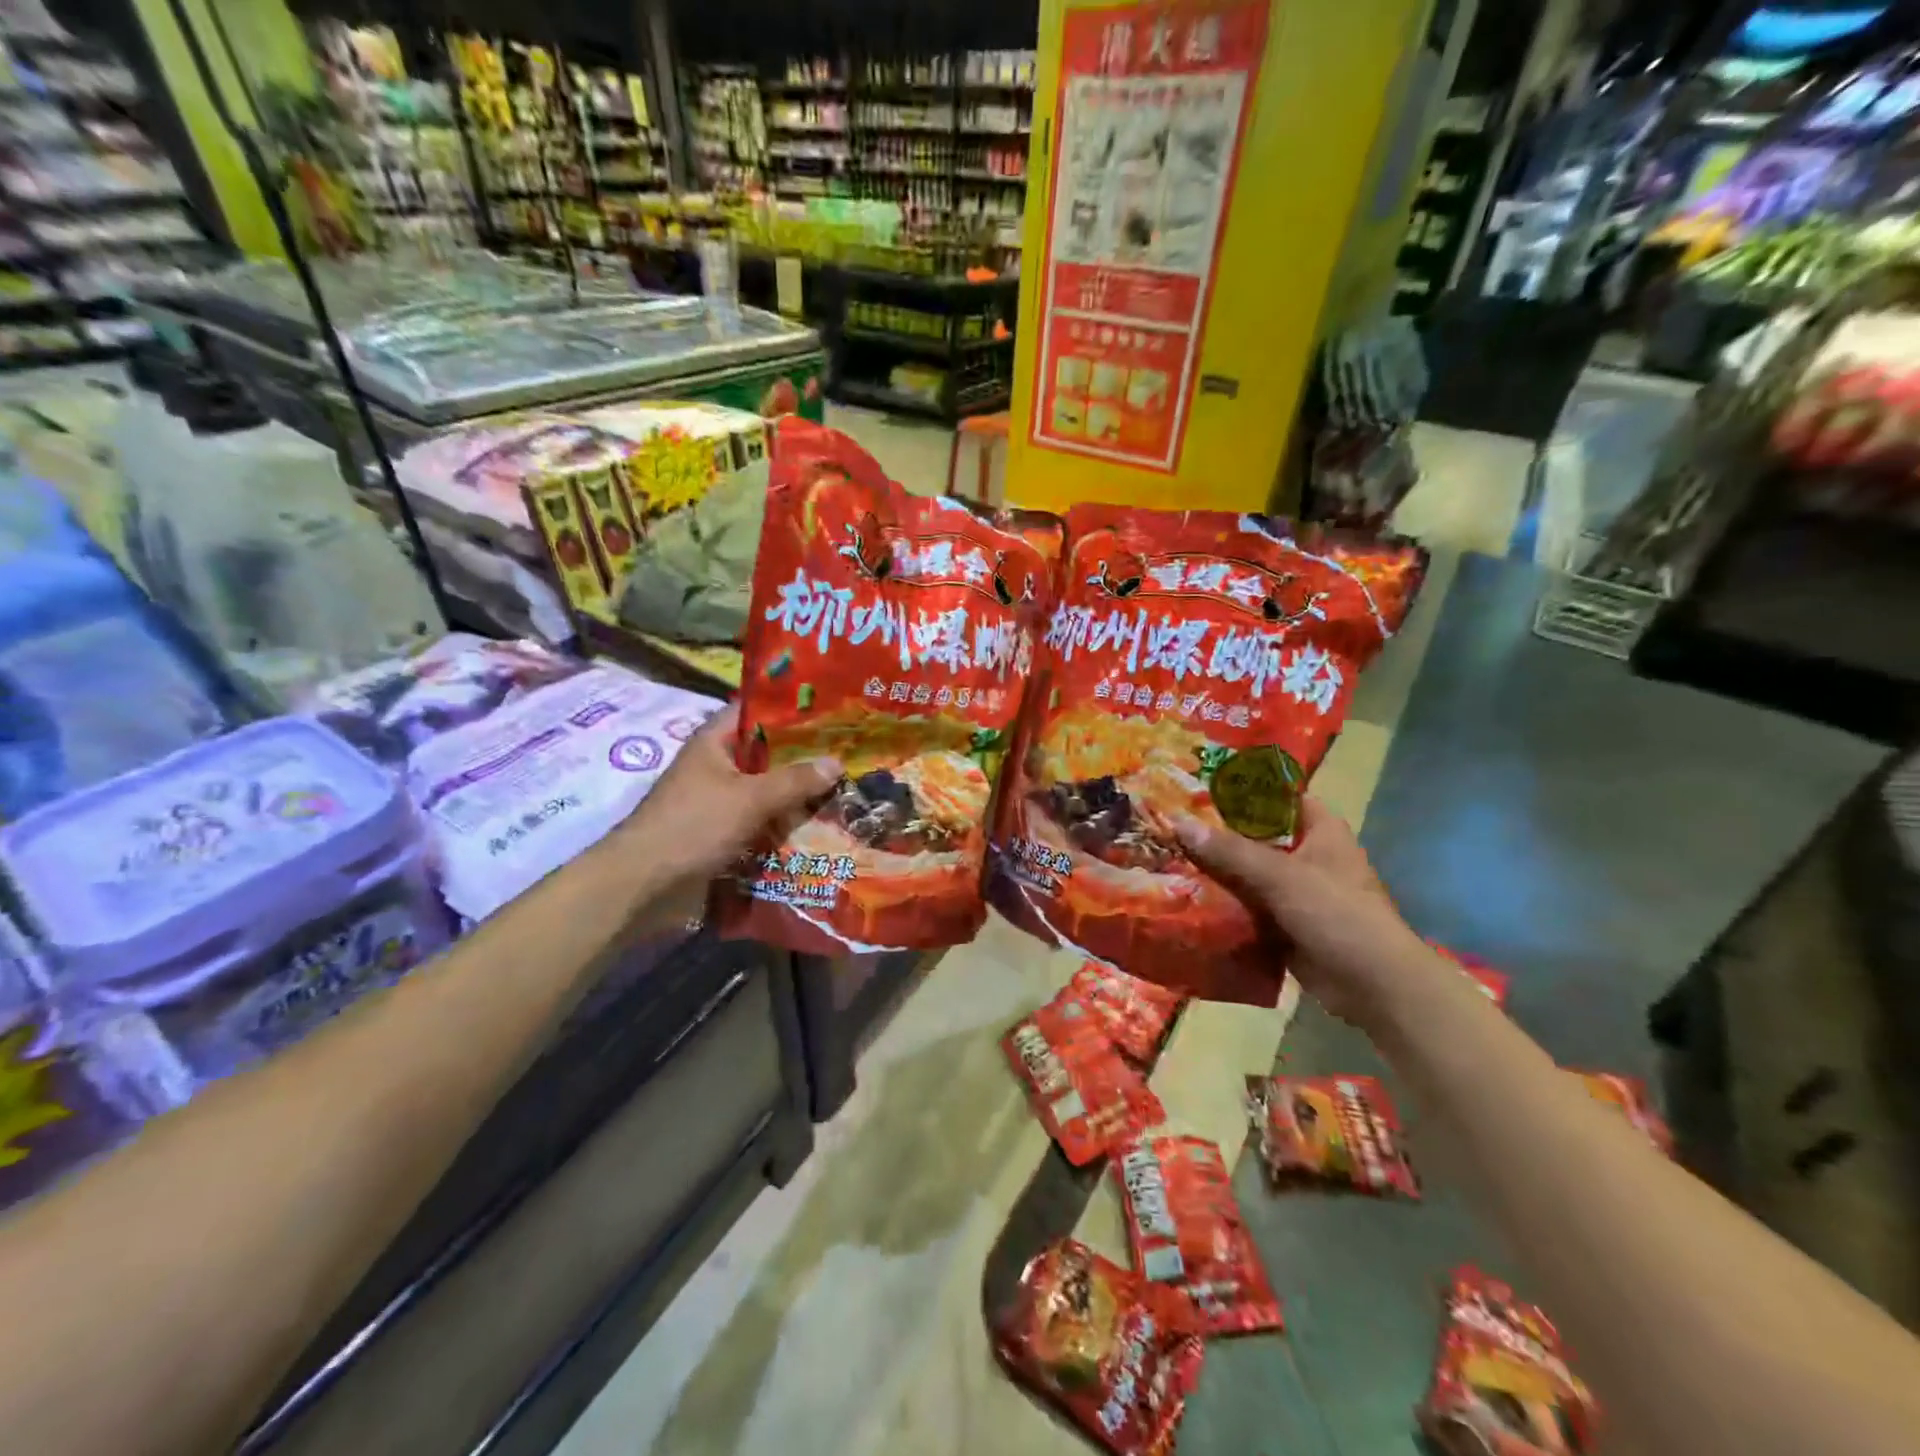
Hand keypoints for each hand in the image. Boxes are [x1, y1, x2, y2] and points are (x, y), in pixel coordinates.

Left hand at [617, 704, 840, 905]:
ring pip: (766, 790)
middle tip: (849, 756)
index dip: (791, 710)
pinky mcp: (721, 832)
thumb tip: (836, 762)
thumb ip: (795, 780)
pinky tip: (817, 828)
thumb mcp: (750, 798)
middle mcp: (716, 765)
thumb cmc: (694, 826)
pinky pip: (760, 820)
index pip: (756, 711)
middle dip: (804, 758)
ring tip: (843, 792)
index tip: (832, 713)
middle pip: (767, 754)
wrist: (644, 884)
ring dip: (797, 796)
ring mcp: (718, 800)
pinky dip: (783, 824)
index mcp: (715, 742)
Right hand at [1176, 797, 1428, 1026]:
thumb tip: (1179, 824)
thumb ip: (1230, 851)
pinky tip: (1184, 896)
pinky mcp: (1284, 924)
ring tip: (1166, 856)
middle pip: (1254, 835)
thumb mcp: (1281, 876)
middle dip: (1215, 833)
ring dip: (1214, 870)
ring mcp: (1295, 892)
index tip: (1195, 787)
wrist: (1374, 986)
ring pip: (1246, 873)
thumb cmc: (1338, 915)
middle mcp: (1307, 855)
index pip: (1275, 796)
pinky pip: (1245, 906)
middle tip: (1168, 823)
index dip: (1239, 789)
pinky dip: (1221, 903)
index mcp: (1319, 830)